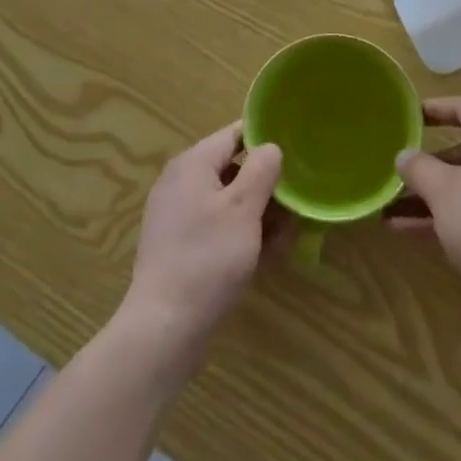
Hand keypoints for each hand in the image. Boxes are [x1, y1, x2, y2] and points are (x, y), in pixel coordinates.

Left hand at [123, 124, 282, 365]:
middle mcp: (180, 182)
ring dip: (257, 214)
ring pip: (227, 201)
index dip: (266, 139)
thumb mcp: (244, 208)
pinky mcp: (178, 245)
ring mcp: (176, 215)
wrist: (164, 326)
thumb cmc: (208, 258)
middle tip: (295, 205)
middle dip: (265, 186)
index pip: (234, 134)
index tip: (296, 152)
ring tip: (285, 237)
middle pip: (232, 169)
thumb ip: (261, 169)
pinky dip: (239, 234)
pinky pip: (215, 226)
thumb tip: (270, 147)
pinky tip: (263, 256)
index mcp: (193, 163)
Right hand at [392, 97, 460, 331]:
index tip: (409, 114)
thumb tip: (404, 155)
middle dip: (428, 157)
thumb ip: (419, 167)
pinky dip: (445, 214)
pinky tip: (406, 228)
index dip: (437, 107)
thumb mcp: (444, 191)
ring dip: (430, 191)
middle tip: (399, 158)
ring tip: (390, 200)